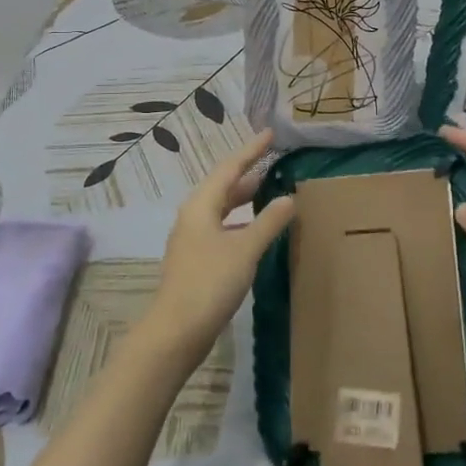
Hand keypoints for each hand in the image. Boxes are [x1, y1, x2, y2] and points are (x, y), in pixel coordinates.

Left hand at [147, 129, 295, 358]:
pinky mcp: (197, 260)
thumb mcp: (245, 249)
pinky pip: (222, 227)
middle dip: (247, 172)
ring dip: (243, 198)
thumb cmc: (209, 283)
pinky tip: (256, 230)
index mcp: (201, 205)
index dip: (251, 150)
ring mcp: (193, 239)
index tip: (270, 134)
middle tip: (272, 160)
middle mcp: (194, 216)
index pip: (230, 168)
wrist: (176, 331)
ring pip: (221, 208)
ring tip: (267, 189)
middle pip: (223, 186)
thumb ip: (268, 222)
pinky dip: (240, 221)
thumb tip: (289, 197)